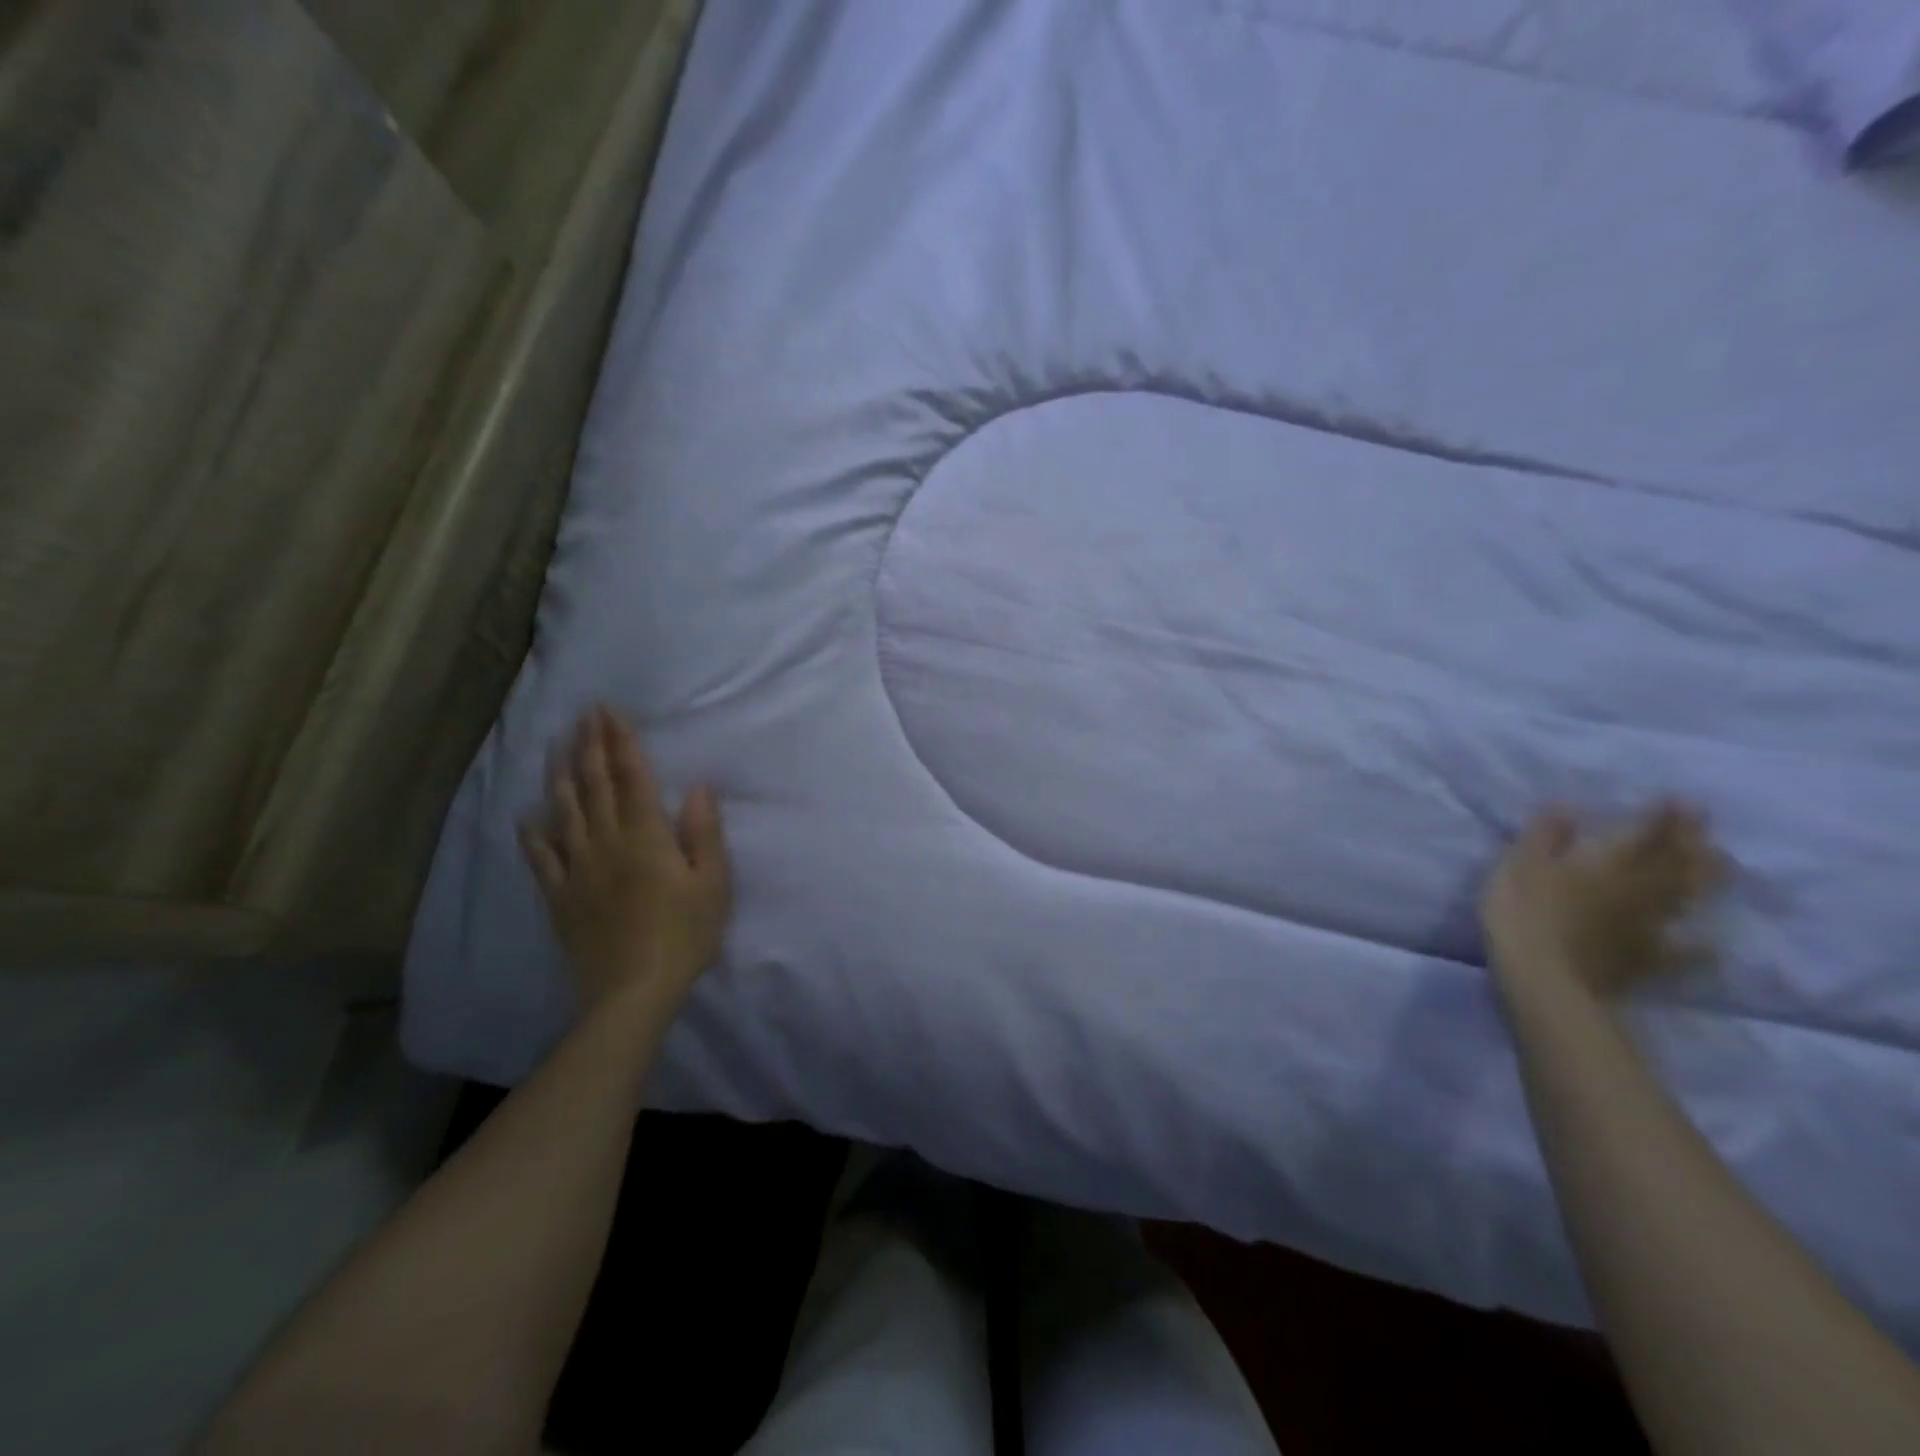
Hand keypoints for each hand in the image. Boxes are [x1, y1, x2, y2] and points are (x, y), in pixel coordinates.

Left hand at [519, 707, 730, 1014]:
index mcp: (646, 837)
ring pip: (564, 811)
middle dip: (590, 747)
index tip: (610, 712)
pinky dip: (533, 832)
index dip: (621, 743)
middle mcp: (606, 843)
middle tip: (584, 716)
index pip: (632, 778)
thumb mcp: (713, 884)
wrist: (632, 992)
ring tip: (557, 747)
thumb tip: (695, 788)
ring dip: (561, 775)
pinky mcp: (559, 896)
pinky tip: (527, 816)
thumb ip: (704, 834)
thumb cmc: (684, 935)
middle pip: (595, 786)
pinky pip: (540, 857)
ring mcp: (577, 869)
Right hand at [1481, 803, 1723, 997]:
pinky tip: (1708, 943)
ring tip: (1722, 866)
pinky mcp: (1646, 960)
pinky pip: (1682, 951)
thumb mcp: (1520, 864)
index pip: (1647, 835)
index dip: (1666, 818)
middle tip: (1707, 829)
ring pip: (1686, 900)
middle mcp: (1639, 891)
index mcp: (1609, 864)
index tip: (1682, 801)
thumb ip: (1544, 836)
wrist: (1546, 978)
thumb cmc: (1525, 912)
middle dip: (1694, 844)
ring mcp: (1648, 928)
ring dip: (1706, 881)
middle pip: (1678, 866)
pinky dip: (1698, 945)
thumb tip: (1566, 807)